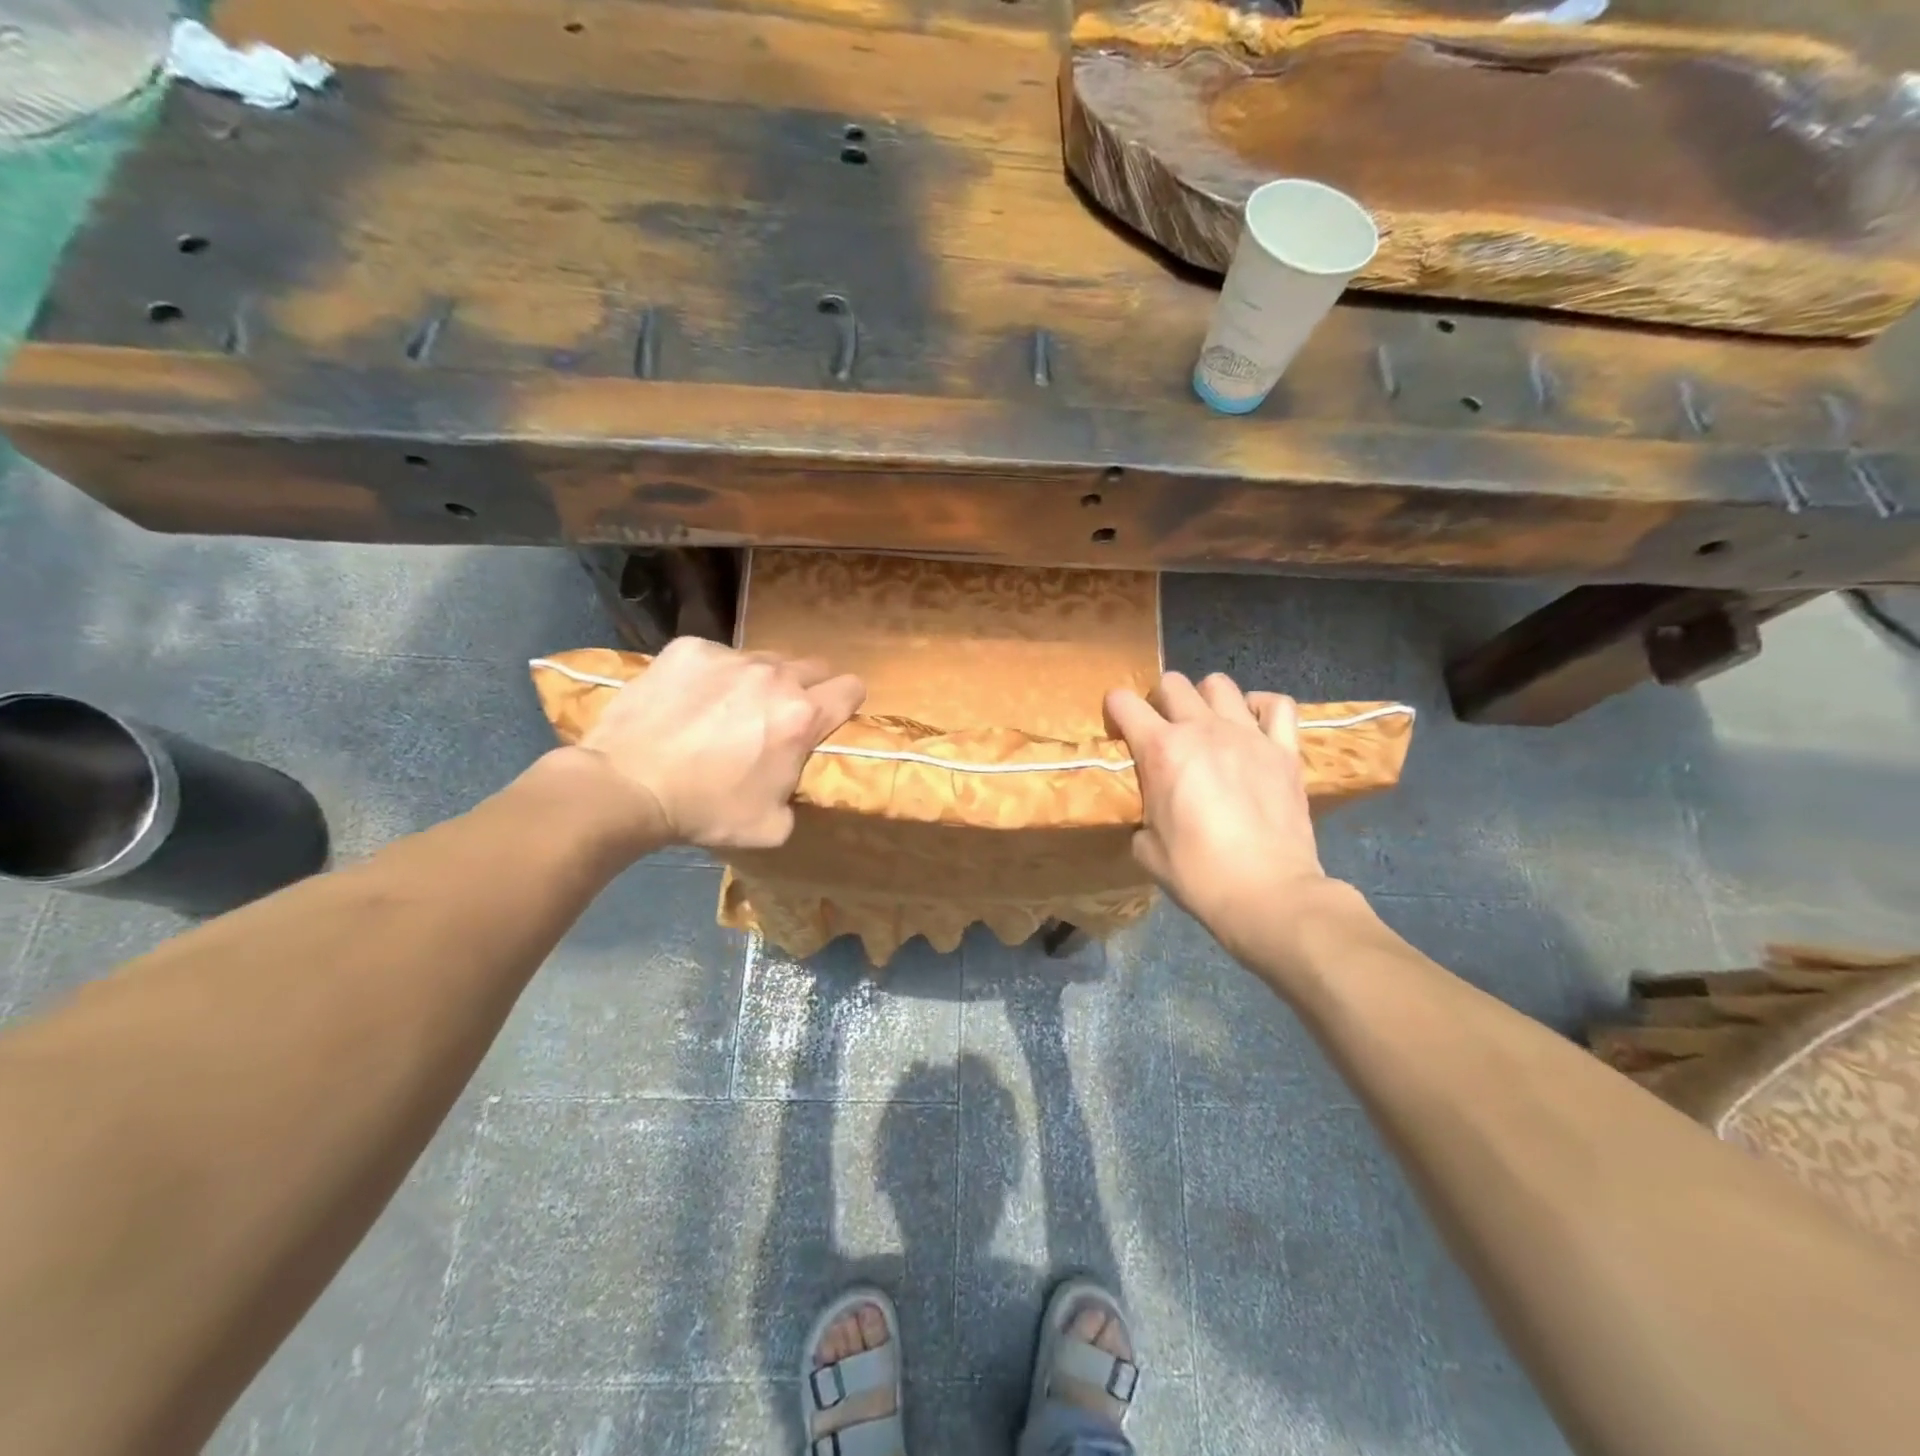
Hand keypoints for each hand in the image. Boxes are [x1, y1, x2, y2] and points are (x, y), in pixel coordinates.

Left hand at [578, 637, 864, 848]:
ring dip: (758, 681)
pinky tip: (688, 701)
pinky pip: (716, 655)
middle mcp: (774, 676)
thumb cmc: (705, 810)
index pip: (852, 688)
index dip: (846, 703)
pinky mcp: (688, 648)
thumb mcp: (772, 826)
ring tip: (726, 709)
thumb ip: (797, 793)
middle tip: (778, 717)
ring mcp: (729, 656)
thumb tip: (792, 780)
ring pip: (763, 659)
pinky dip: (711, 675)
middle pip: (812, 667)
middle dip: (806, 689)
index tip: (830, 718)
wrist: (627, 786)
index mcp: (802, 716)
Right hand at [1106, 671, 1329, 955]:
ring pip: (1220, 684)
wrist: (1267, 894)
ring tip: (1208, 725)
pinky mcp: (1285, 750)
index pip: (1123, 702)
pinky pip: (1277, 705)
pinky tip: (1253, 724)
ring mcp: (1248, 735)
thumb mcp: (1146, 848)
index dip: (1115, 711)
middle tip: (1163, 732)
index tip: (1119, 732)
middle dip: (1160, 702)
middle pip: (1172, 684)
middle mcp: (1202, 730)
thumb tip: (1152, 810)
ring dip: (1206, 699)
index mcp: (1161, 750)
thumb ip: (1144, 813)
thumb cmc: (1197, 874)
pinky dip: (1261, 707)